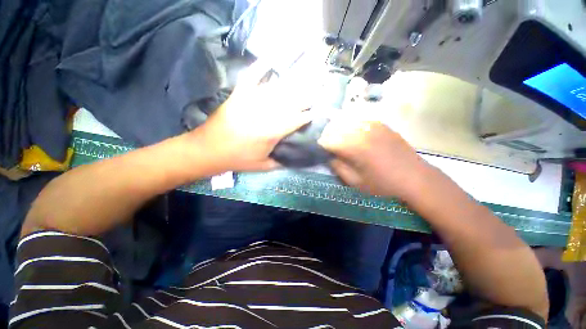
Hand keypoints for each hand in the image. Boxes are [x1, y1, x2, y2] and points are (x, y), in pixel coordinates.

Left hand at [195, 61, 314, 171]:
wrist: (208, 150)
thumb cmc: (237, 160)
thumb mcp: (263, 166)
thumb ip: (281, 162)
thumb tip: (293, 158)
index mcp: (271, 132)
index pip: (296, 120)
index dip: (307, 116)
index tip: (315, 112)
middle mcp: (264, 113)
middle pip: (289, 101)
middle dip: (305, 96)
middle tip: (317, 90)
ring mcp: (251, 101)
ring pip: (276, 89)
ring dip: (292, 83)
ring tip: (304, 76)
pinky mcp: (239, 95)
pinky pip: (251, 78)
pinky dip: (260, 67)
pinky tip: (269, 60)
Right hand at [318, 117, 432, 199]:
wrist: (414, 177)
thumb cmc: (383, 183)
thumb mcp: (355, 182)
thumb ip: (337, 167)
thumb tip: (329, 156)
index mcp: (354, 146)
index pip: (327, 140)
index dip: (321, 145)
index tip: (320, 151)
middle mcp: (361, 131)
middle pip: (334, 128)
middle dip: (327, 136)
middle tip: (328, 146)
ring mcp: (371, 124)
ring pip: (345, 122)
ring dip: (338, 130)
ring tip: (339, 140)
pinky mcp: (380, 123)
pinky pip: (358, 121)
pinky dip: (350, 127)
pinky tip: (353, 136)